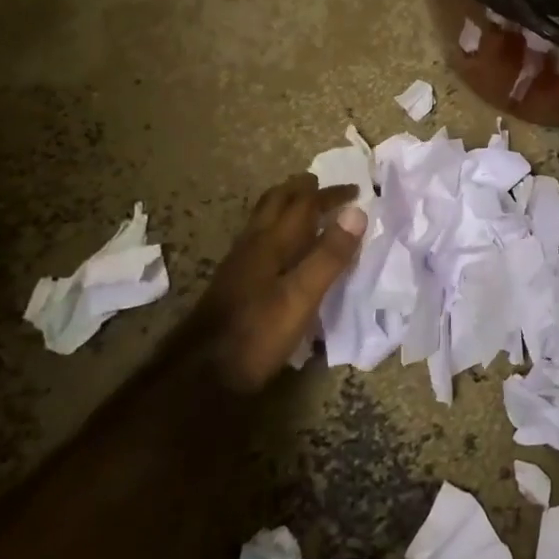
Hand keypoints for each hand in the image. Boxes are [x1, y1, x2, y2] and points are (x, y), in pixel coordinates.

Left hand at [194, 173, 365, 391]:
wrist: (201, 373)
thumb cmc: (257, 332)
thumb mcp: (302, 296)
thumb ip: (329, 255)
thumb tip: (356, 212)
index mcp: (272, 242)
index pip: (304, 204)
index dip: (331, 194)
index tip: (357, 190)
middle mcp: (254, 244)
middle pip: (276, 202)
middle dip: (300, 189)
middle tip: (322, 185)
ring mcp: (240, 262)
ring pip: (264, 219)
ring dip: (286, 205)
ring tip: (304, 207)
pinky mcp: (234, 282)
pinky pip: (259, 238)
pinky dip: (278, 228)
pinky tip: (281, 248)